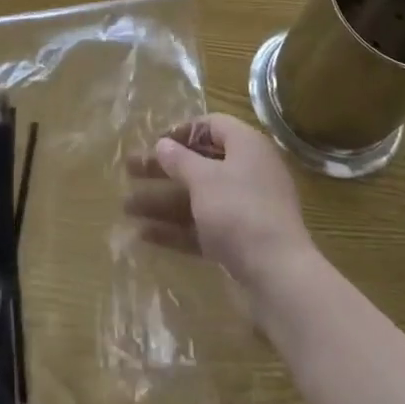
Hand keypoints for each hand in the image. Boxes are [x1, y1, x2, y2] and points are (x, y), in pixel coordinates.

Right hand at [124, 114, 317, 313]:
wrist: (279, 278)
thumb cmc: (239, 211)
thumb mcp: (203, 179)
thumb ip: (179, 159)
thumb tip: (162, 145)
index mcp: (247, 146)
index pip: (213, 125)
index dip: (182, 130)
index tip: (155, 142)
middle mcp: (248, 173)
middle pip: (199, 163)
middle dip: (162, 168)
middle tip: (129, 170)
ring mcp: (244, 210)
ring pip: (197, 198)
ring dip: (162, 201)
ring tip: (126, 207)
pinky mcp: (239, 243)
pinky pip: (202, 227)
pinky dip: (176, 230)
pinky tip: (144, 235)